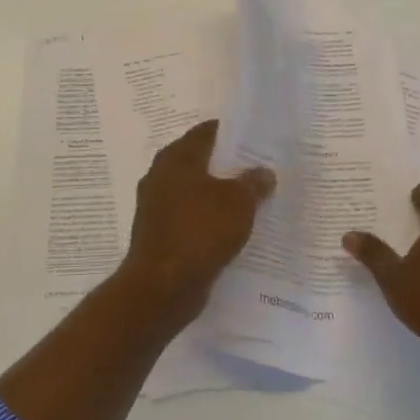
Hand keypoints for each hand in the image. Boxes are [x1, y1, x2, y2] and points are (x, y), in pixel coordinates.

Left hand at [117, 119, 274, 328]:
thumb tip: (263, 172)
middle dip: (227, 165)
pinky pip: (189, 219)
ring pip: (194, 192)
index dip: (231, 133)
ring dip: (217, 195)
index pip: (206, 132)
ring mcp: (156, 207)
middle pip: (199, 161)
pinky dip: (207, 220)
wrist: (161, 287)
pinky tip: (230, 230)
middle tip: (258, 169)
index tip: (255, 139)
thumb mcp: (238, 203)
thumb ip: (253, 183)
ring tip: (250, 200)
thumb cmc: (199, 232)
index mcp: (176, 158)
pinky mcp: (159, 235)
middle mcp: (161, 176)